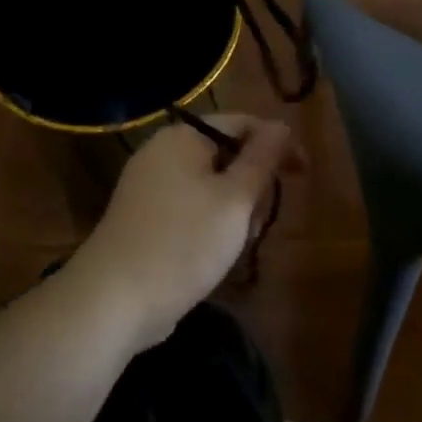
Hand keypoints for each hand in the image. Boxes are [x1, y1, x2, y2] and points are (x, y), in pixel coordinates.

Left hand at [64, 116, 295, 350]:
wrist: (115, 298)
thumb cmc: (184, 242)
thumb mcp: (235, 200)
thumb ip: (262, 159)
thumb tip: (281, 126)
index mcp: (182, 137)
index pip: (241, 123)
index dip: (278, 144)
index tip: (306, 175)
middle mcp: (161, 152)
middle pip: (225, 154)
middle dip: (252, 184)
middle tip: (261, 220)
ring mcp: (148, 185)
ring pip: (210, 184)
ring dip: (234, 209)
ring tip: (239, 243)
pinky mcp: (144, 216)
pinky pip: (190, 206)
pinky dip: (210, 223)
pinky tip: (216, 254)